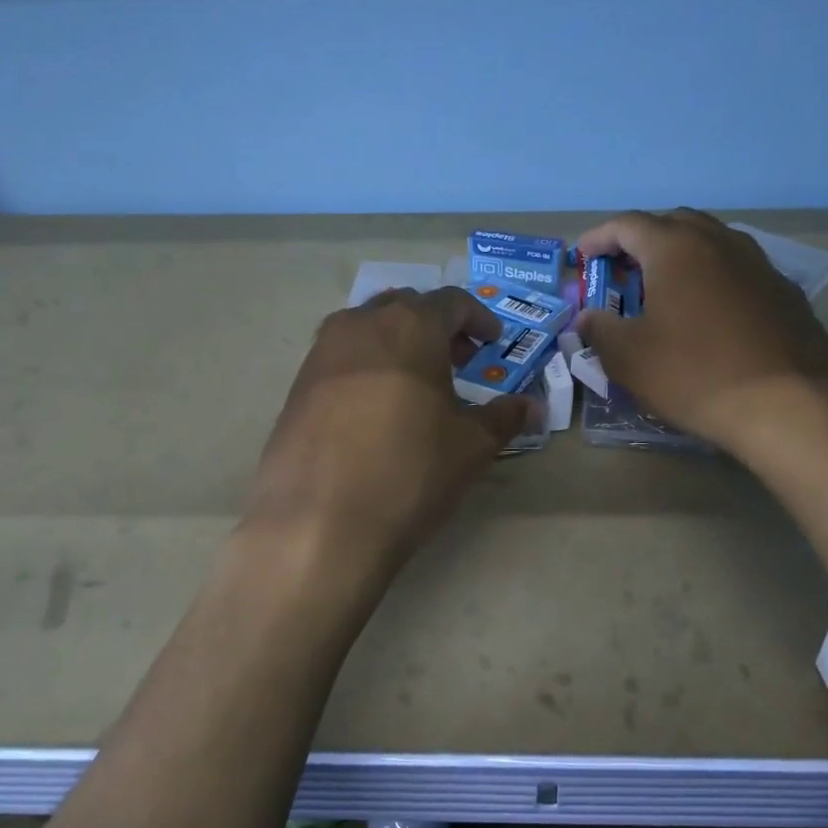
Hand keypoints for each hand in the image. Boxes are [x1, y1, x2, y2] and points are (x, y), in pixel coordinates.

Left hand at [245, 287, 536, 575]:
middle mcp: (360, 324)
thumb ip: (504, 417)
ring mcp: (321, 353)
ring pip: (367, 329)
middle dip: (437, 327)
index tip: (492, 342)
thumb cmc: (409, 472)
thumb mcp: (471, 446)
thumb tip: (532, 407)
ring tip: (416, 383)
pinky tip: (375, 409)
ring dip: (398, 344)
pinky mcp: (296, 386)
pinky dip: (366, 367)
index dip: (479, 318)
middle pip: (406, 308)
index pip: (452, 302)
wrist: (319, 525)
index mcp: (410, 326)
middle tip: (458, 360)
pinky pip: (340, 359)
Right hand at [574, 209, 827, 454]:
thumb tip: (589, 317)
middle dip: (641, 239)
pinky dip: (713, 277)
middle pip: (673, 223)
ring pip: (711, 242)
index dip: (599, 237)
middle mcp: (720, 242)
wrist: (789, 408)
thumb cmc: (695, 375)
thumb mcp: (629, 359)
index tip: (583, 256)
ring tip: (664, 287)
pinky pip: (738, 269)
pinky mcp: (785, 292)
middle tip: (622, 269)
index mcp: (676, 248)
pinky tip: (709, 312)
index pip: (628, 224)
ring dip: (681, 255)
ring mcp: (759, 264)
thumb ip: (599, 329)